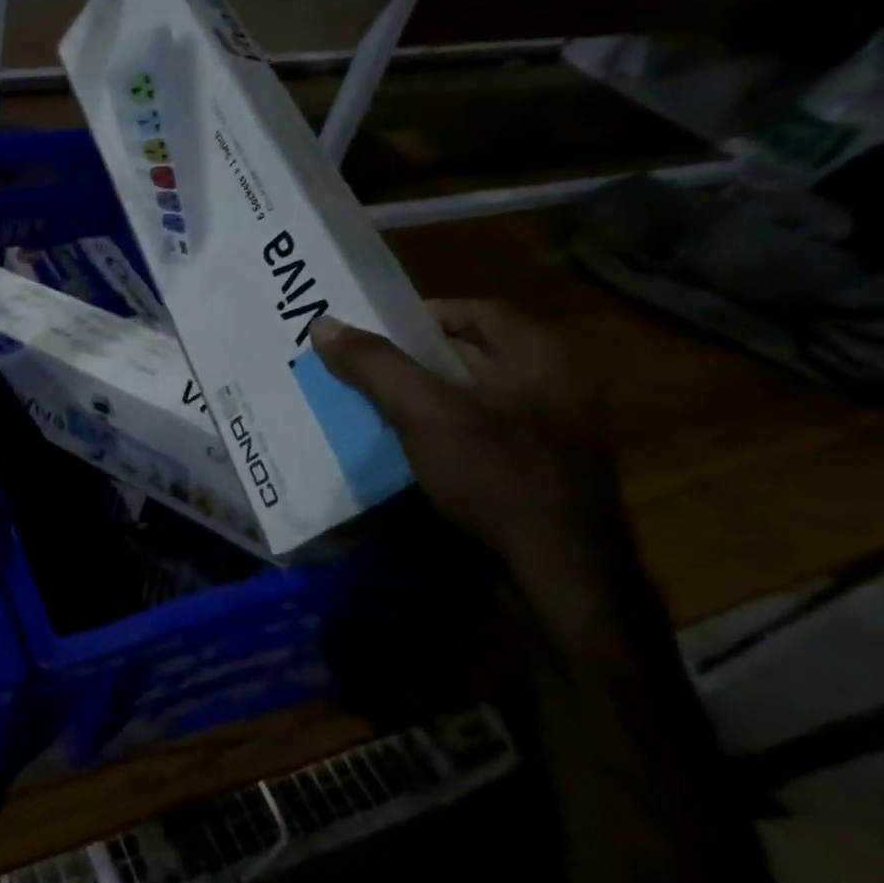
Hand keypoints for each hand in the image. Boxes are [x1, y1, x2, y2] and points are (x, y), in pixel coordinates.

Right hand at [313, 302, 643, 640]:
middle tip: (358, 370)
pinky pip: (479, 435)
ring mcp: (549, 430)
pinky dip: (440, 434)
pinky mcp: (538, 470)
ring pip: (469, 398)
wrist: (561, 571)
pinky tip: (406, 452)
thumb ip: (374, 365)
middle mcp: (551, 383)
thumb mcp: (425, 412)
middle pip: (467, 355)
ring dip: (421, 400)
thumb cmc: (496, 474)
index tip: (370, 334)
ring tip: (369, 409)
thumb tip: (322, 323)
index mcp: (537, 355)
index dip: (418, 316)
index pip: (472, 311)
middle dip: (410, 361)